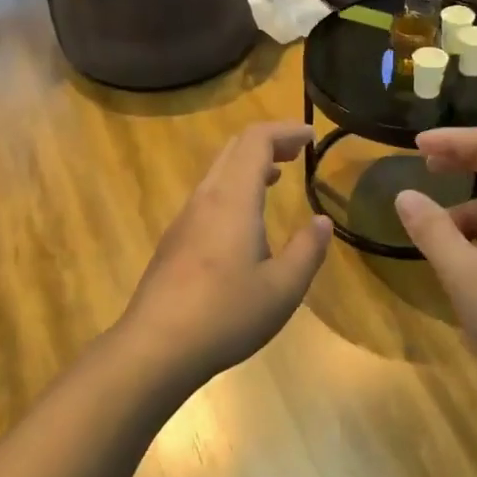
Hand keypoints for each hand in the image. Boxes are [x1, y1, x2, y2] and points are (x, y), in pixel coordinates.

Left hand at [119, 123, 332, 383]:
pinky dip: (232, 188)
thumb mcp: (282, 288)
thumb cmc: (225, 314)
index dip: (285, 130)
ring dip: (248, 165)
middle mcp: (206, 199)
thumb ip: (307, 250)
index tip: (311, 136)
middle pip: (234, 149)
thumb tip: (321, 222)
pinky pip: (207, 196)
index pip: (256, 140)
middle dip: (267, 142)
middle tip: (296, 152)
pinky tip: (245, 221)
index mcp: (233, 199)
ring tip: (275, 178)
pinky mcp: (174, 241)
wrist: (156, 346)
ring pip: (217, 172)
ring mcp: (184, 219)